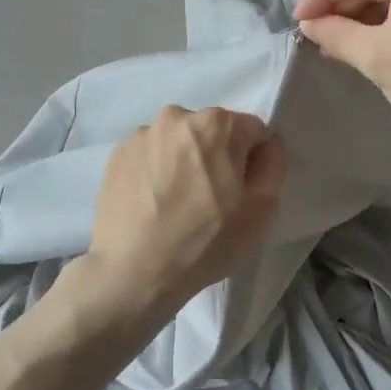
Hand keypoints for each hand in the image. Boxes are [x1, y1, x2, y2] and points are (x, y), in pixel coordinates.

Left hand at [77, 106, 287, 324]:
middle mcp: (176, 117)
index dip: (252, 162)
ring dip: (183, 163)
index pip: (252, 131)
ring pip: (178, 144)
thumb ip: (273, 164)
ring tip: (176, 205)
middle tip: (210, 201)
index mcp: (217, 123)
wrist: (134, 272)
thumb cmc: (206, 242)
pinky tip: (152, 205)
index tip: (240, 193)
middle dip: (217, 157)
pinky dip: (155, 173)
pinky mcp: (116, 155)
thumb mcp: (262, 210)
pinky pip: (150, 157)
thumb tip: (266, 144)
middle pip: (212, 132)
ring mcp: (141, 135)